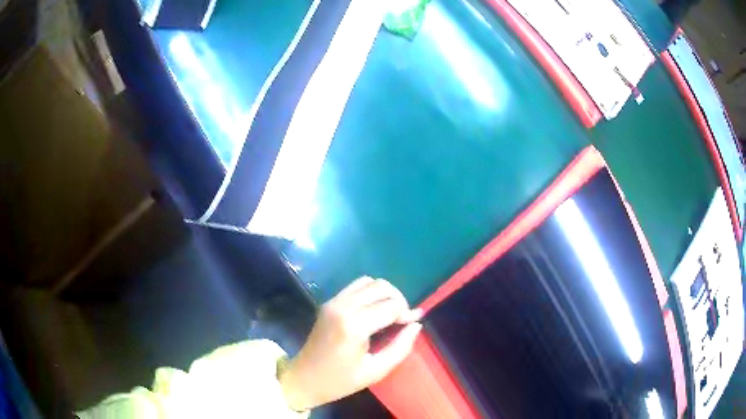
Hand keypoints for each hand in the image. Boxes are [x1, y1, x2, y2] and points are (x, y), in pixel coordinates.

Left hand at [279, 277, 422, 410]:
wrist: (304, 378)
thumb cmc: (340, 381)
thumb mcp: (376, 371)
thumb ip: (400, 347)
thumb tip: (416, 324)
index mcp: (354, 326)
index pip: (391, 305)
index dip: (407, 313)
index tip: (412, 324)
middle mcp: (343, 306)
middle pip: (382, 287)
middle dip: (398, 300)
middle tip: (402, 320)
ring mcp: (333, 302)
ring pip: (369, 281)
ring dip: (384, 294)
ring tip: (389, 314)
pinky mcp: (328, 302)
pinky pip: (355, 286)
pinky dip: (370, 293)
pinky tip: (373, 310)